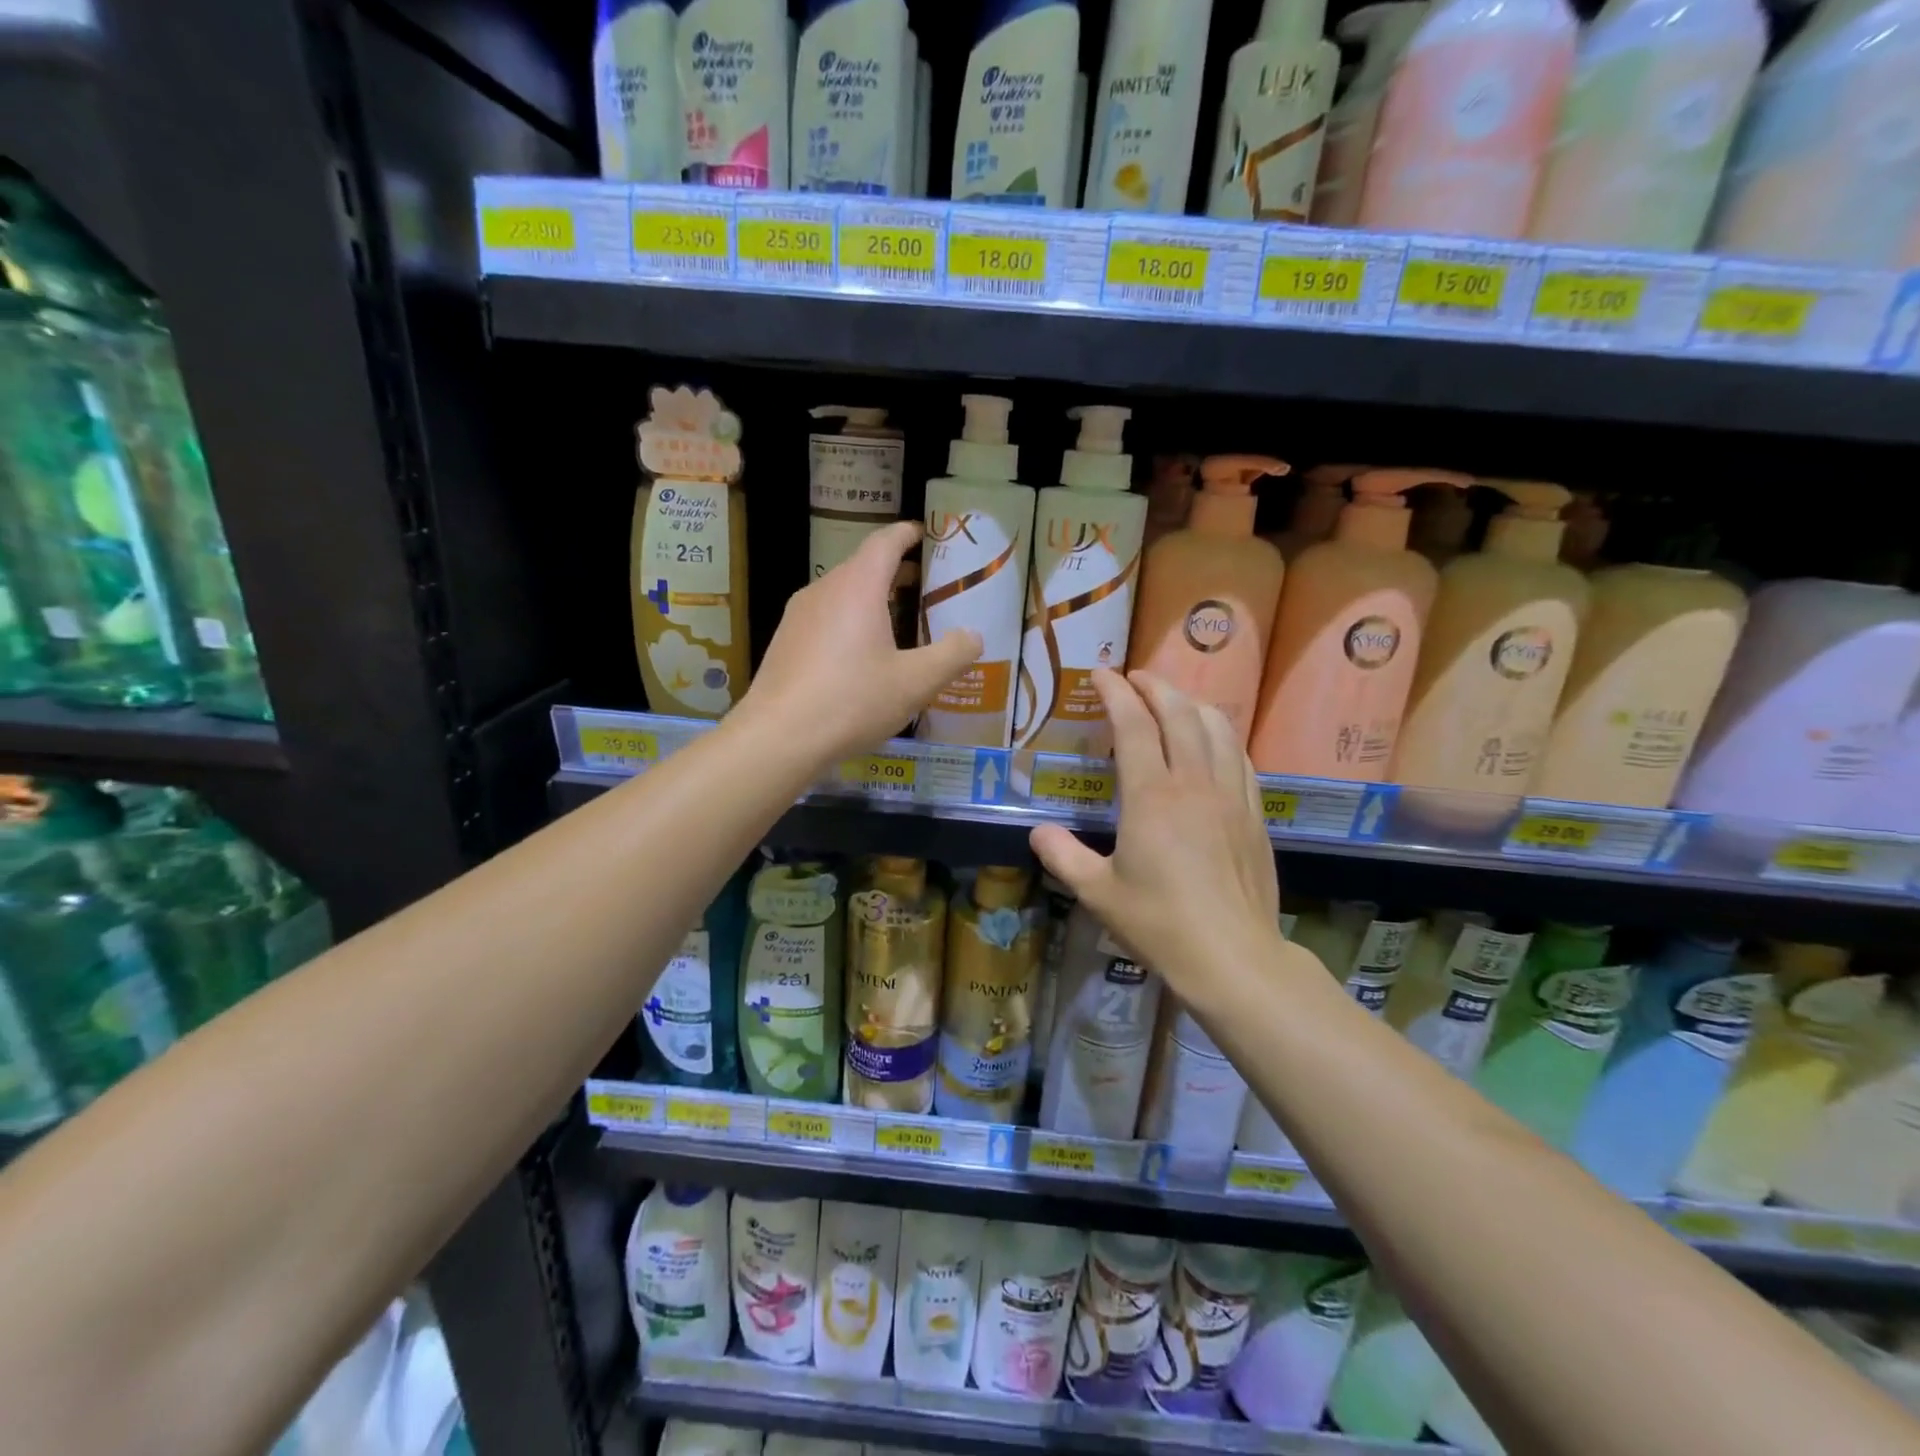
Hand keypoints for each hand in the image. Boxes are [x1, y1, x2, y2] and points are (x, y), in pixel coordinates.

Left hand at [740, 521, 981, 768]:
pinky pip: (824, 619)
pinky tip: (861, 657)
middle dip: (895, 571)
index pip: (885, 542)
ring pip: (841, 594)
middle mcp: (823, 590)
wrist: (778, 737)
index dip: (908, 535)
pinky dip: (849, 622)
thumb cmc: (852, 700)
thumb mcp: (916, 682)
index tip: (926, 535)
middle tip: (925, 588)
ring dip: (871, 599)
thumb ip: (952, 655)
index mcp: (857, 586)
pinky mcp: (785, 642)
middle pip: (862, 567)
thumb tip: (973, 636)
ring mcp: (798, 616)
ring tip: (898, 623)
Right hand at [1030, 670, 1281, 998]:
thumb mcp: (1097, 892)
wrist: (1232, 957)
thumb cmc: (1159, 922)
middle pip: (1179, 713)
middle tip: (1134, 678)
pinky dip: (1221, 735)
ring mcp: (1230, 795)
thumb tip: (1038, 832)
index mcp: (1151, 796)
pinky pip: (1240, 757)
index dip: (1115, 692)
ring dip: (1191, 703)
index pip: (1132, 724)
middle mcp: (1193, 783)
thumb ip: (1062, 856)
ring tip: (1173, 699)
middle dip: (1155, 686)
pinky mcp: (1253, 814)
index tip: (1101, 675)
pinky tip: (1214, 742)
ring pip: (1217, 728)